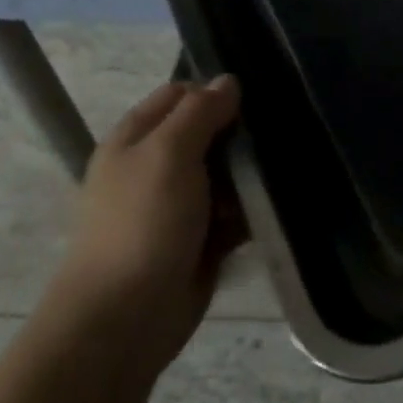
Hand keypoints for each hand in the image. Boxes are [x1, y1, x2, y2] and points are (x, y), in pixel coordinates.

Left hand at [53, 75, 244, 375]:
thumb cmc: (141, 224)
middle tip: (273, 138)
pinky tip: (273, 207)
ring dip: (249, 176)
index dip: (214, 92)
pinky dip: (250, 211)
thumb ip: (200, 111)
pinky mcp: (199, 239)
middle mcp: (155, 166)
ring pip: (225, 173)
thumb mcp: (168, 153)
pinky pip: (233, 212)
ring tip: (278, 176)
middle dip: (239, 136)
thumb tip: (229, 81)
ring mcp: (178, 205)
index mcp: (136, 138)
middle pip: (208, 132)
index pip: (180, 94)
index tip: (253, 101)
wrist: (123, 321)